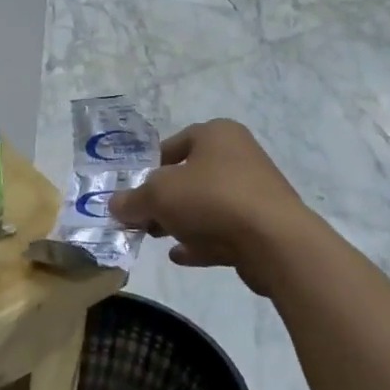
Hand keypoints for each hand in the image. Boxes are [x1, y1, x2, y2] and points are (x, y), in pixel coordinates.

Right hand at [108, 120, 314, 294]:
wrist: (274, 241)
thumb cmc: (211, 199)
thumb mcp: (158, 195)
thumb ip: (132, 200)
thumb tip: (115, 205)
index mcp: (217, 134)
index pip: (174, 144)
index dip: (149, 168)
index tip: (133, 192)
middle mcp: (239, 156)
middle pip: (190, 176)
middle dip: (162, 199)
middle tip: (141, 219)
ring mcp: (254, 192)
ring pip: (206, 205)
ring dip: (180, 221)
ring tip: (156, 238)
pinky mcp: (263, 225)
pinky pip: (223, 230)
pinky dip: (201, 240)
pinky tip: (180, 255)